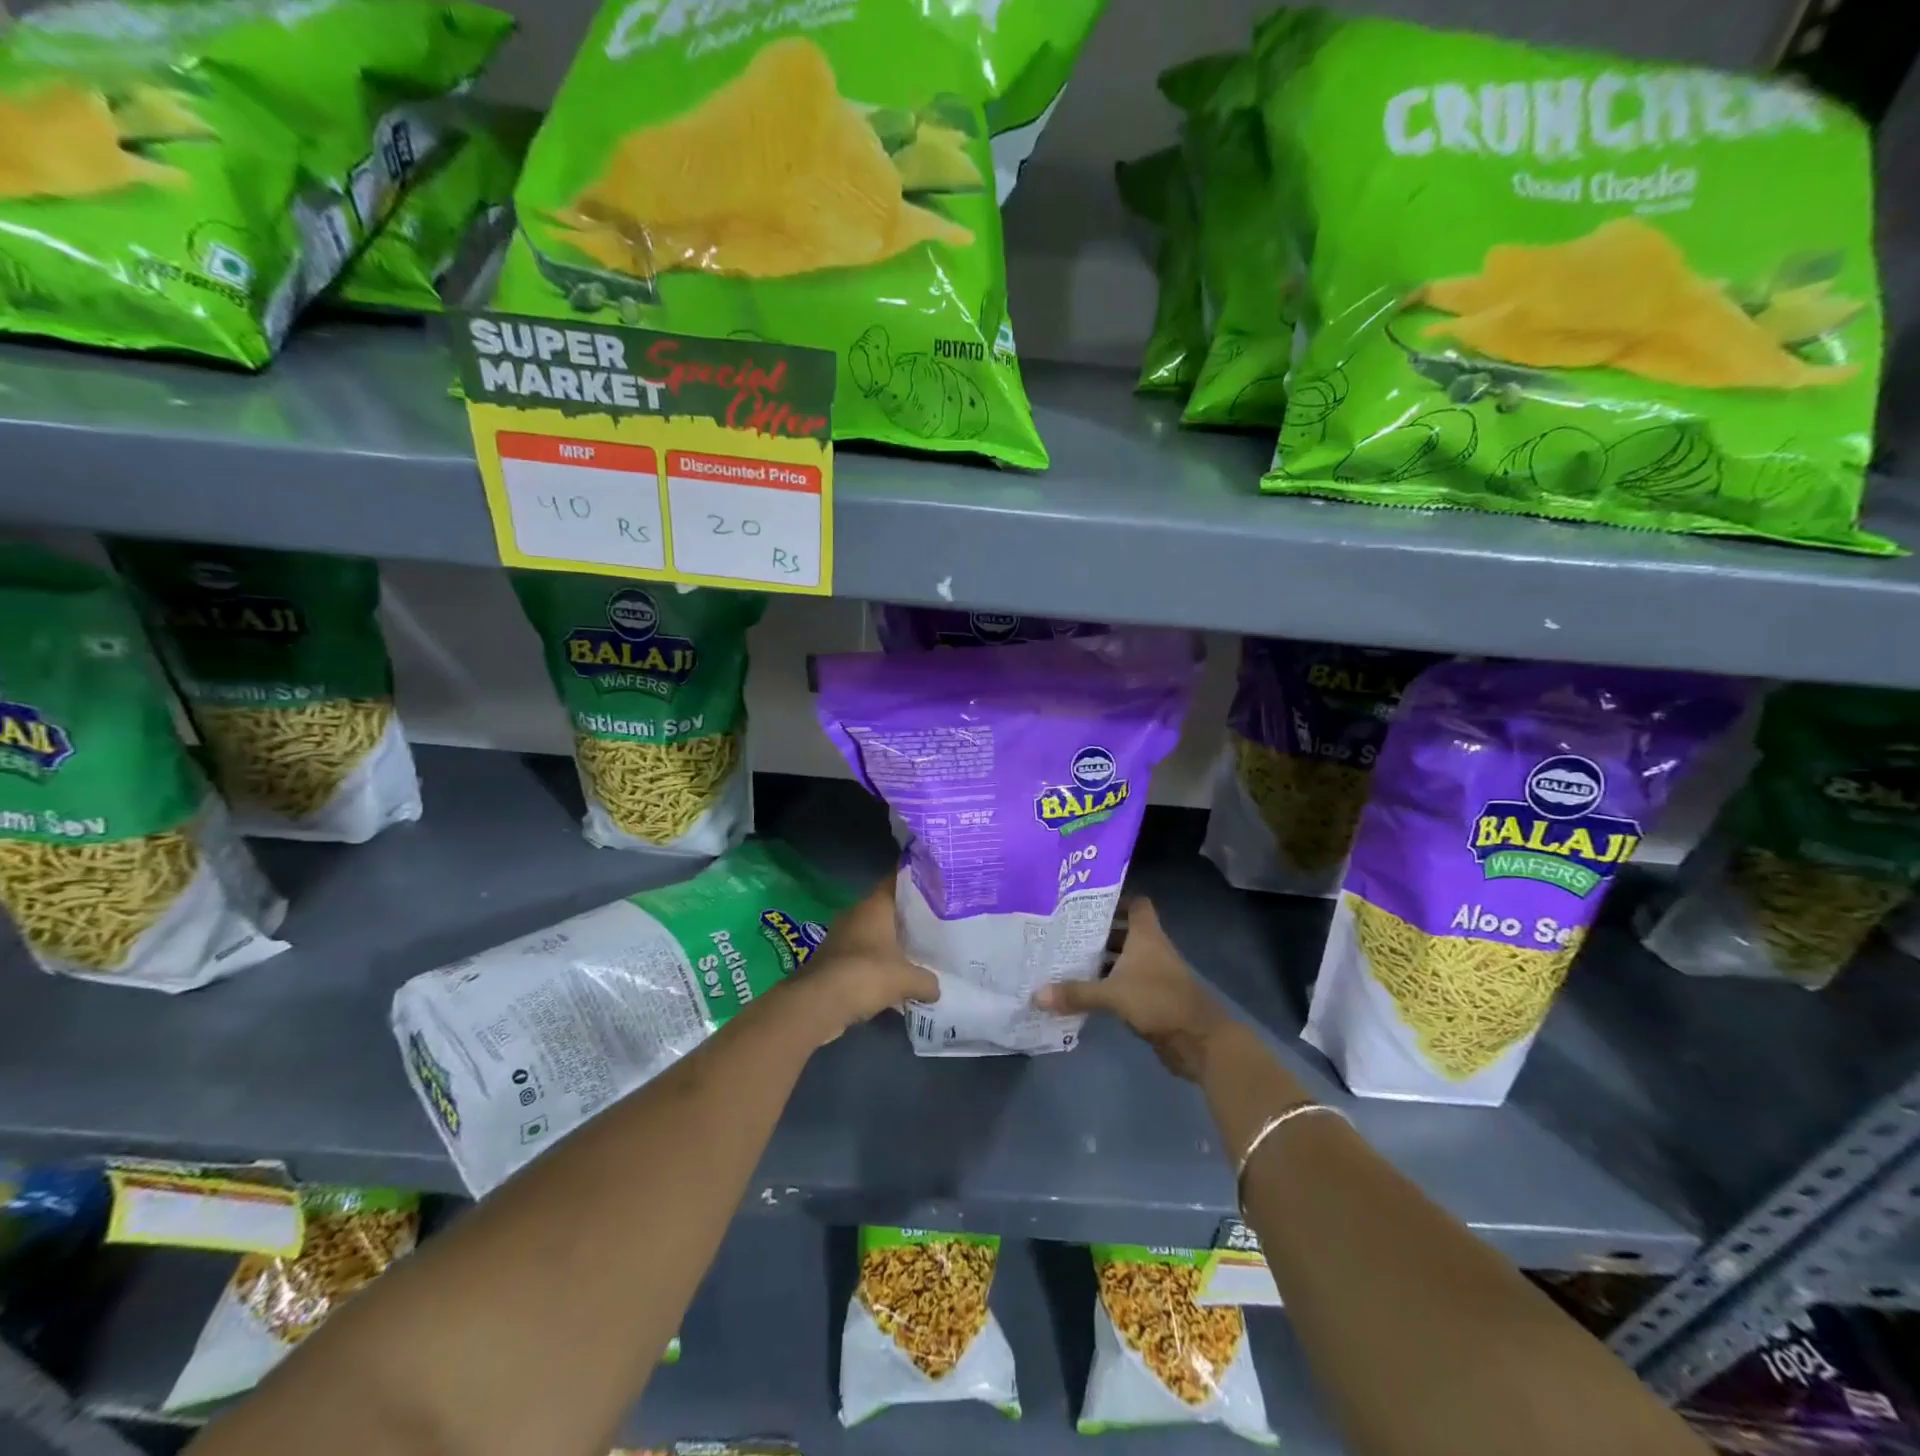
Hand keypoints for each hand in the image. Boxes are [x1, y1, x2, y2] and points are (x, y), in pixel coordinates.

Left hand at [794, 875, 938, 1043]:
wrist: (818, 1003)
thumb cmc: (867, 975)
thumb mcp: (907, 979)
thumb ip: (927, 980)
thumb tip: (936, 988)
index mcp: (874, 906)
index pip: (896, 881)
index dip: (916, 882)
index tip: (935, 886)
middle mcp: (855, 915)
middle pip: (886, 910)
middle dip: (906, 918)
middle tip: (933, 925)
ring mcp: (840, 937)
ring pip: (873, 934)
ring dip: (889, 944)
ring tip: (917, 954)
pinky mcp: (832, 961)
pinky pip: (862, 956)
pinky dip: (875, 965)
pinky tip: (893, 979)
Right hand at [1031, 898, 1233, 1080]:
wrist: (1200, 1041)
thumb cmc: (1159, 1001)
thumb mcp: (1113, 994)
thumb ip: (1076, 992)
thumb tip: (1036, 994)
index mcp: (1146, 935)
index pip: (1135, 903)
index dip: (1114, 899)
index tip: (1084, 902)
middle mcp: (1151, 949)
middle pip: (1123, 931)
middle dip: (1096, 932)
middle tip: (1063, 931)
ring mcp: (1153, 974)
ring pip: (1122, 959)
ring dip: (1100, 960)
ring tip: (1064, 959)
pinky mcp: (1152, 998)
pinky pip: (1124, 984)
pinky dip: (1106, 984)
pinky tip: (1081, 990)